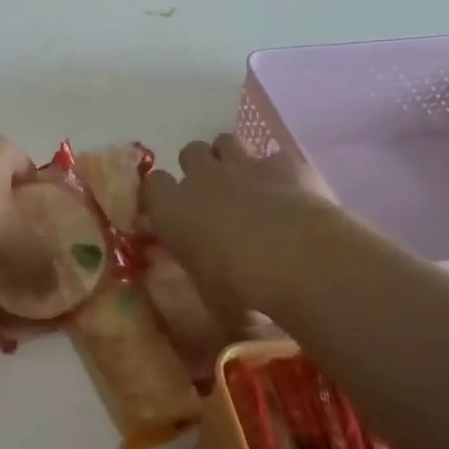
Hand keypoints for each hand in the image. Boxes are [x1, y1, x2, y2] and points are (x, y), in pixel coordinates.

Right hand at [142, 134, 338, 323]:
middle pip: (189, 152)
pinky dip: (278, 170)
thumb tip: (219, 307)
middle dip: (199, 167)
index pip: (152, 185)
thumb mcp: (212, 299)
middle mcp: (201, 178)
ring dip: (232, 158)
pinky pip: (273, 155)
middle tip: (213, 194)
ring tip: (246, 183)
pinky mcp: (283, 162)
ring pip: (225, 141)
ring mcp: (242, 164)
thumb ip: (207, 286)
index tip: (172, 211)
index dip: (162, 195)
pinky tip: (289, 190)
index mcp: (171, 210)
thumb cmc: (239, 286)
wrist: (296, 258)